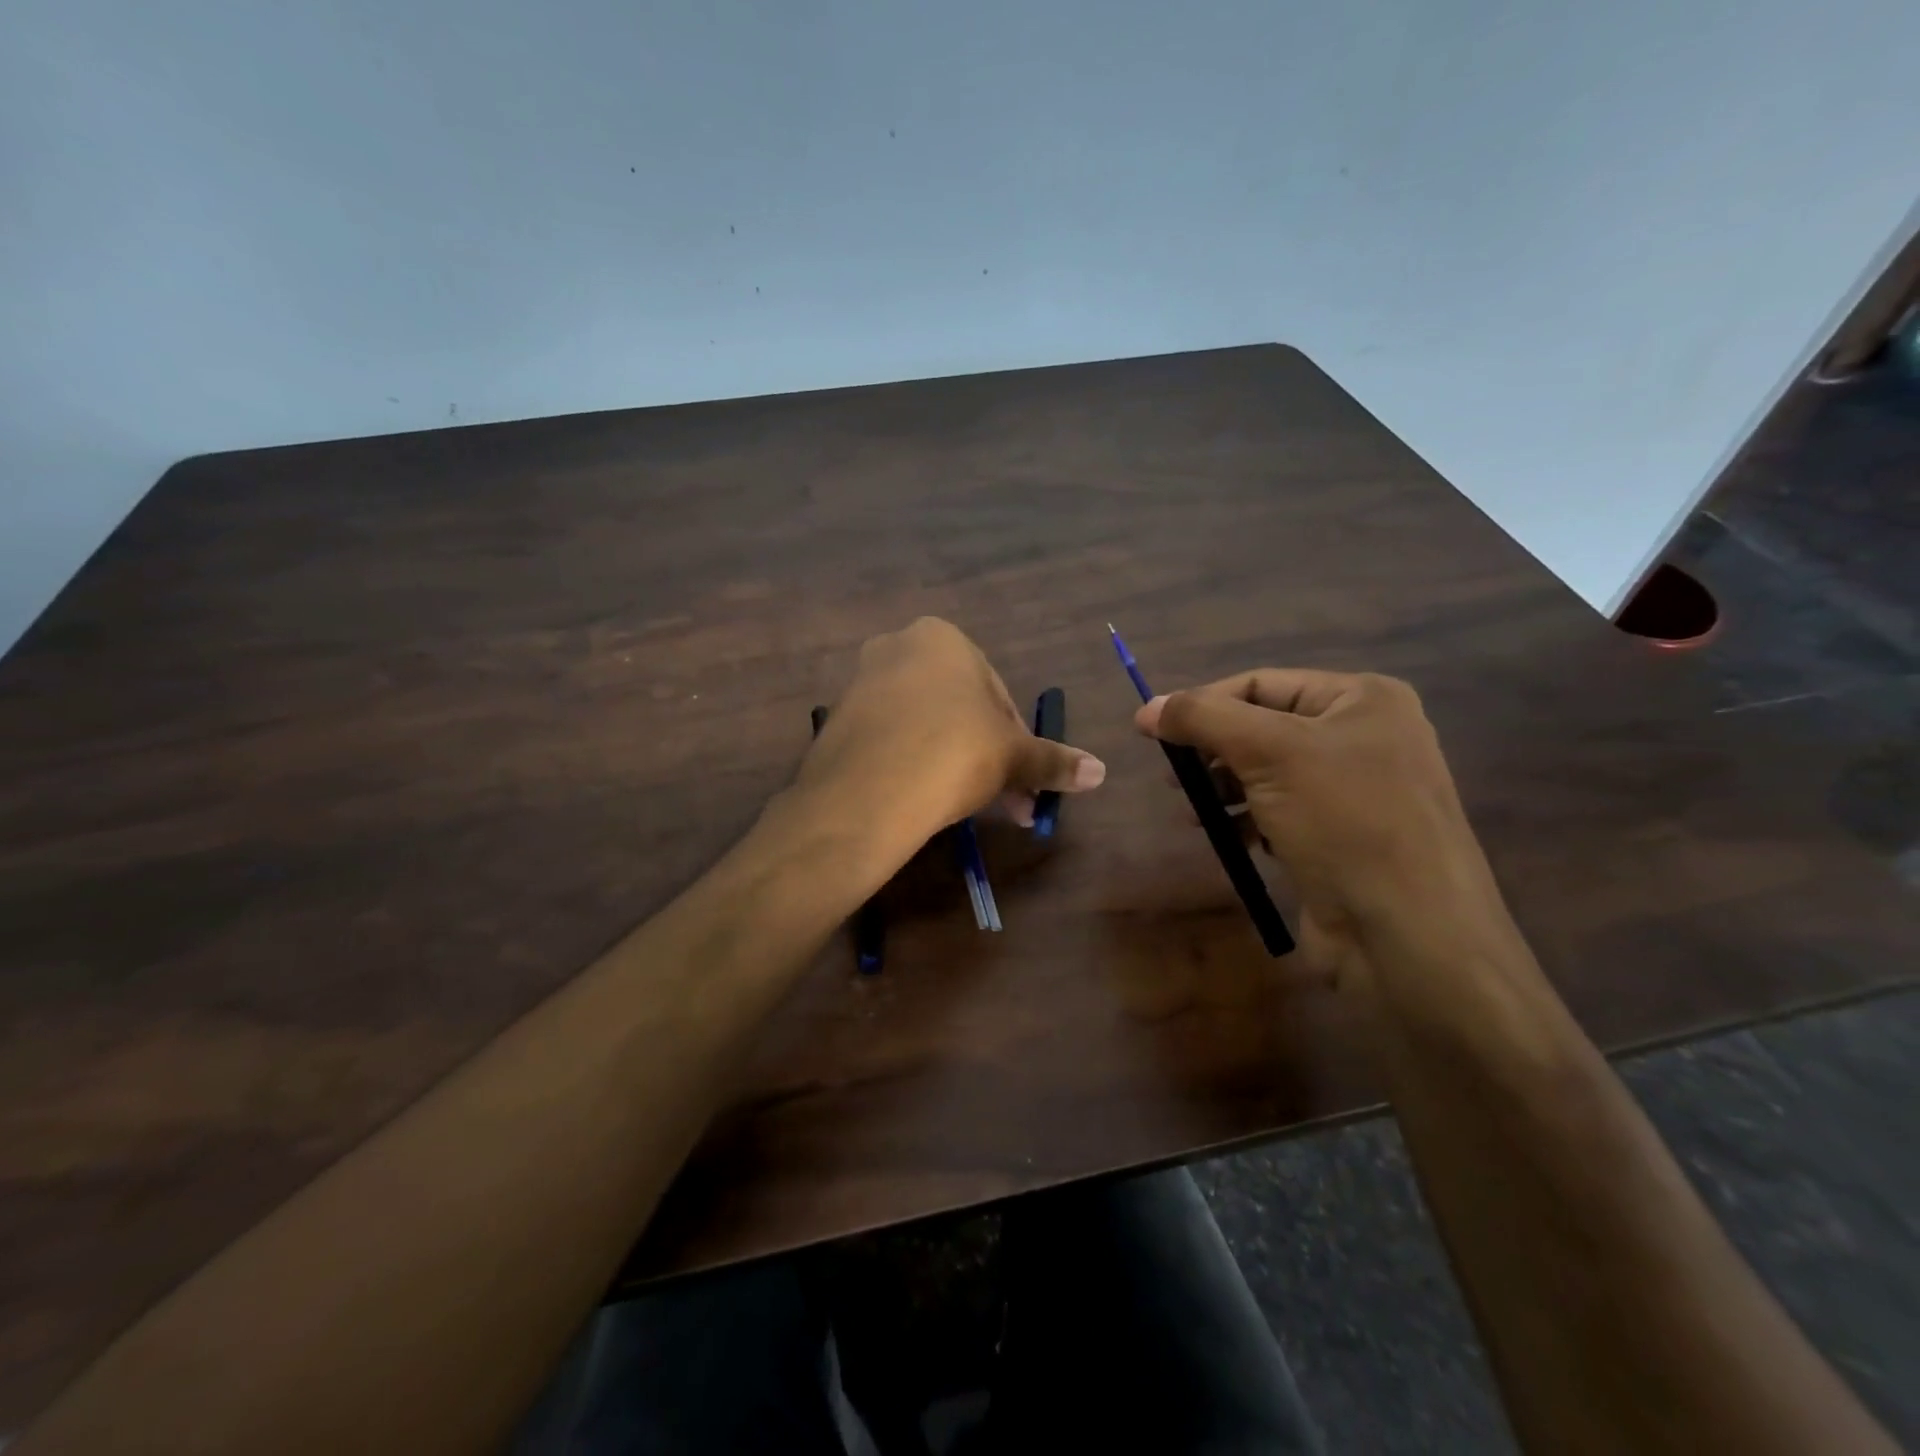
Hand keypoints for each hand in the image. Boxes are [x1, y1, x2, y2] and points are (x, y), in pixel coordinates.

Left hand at [799, 618, 1105, 859]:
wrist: (867, 794)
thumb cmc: (954, 753)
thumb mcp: (1013, 757)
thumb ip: (1053, 760)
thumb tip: (1100, 772)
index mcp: (942, 638)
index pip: (996, 693)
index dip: (1017, 740)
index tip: (1024, 780)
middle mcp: (897, 648)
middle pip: (959, 710)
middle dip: (988, 758)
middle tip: (1008, 804)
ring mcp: (861, 683)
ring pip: (926, 726)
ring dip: (954, 764)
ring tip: (968, 809)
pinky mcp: (838, 722)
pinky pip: (891, 740)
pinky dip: (914, 765)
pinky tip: (924, 800)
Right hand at [1135, 670, 1506, 975]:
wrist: (1408, 934)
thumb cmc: (1344, 821)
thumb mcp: (1269, 752)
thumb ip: (1203, 718)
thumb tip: (1147, 709)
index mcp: (1362, 698)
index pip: (1259, 684)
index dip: (1202, 704)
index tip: (1151, 732)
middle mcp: (1364, 735)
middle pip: (1261, 726)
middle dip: (1212, 750)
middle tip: (1173, 776)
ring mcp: (1356, 789)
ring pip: (1266, 772)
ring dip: (1223, 787)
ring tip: (1193, 810)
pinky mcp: (1343, 835)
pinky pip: (1281, 810)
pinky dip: (1247, 818)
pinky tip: (1227, 836)